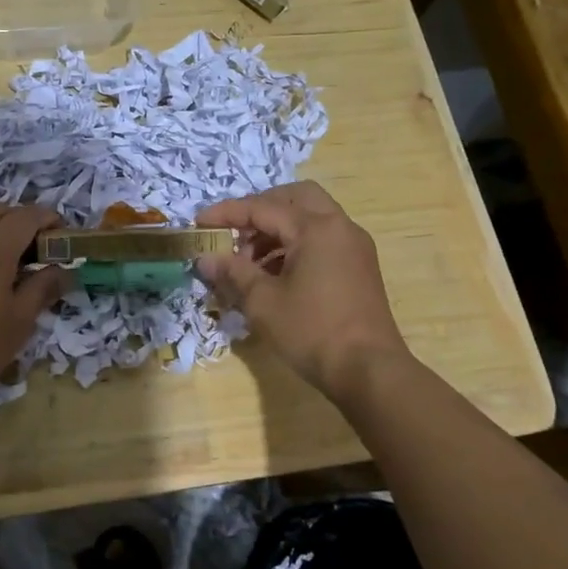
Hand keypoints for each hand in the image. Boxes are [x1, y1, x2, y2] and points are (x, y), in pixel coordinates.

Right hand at [196, 181, 407, 403]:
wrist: (369, 370)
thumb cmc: (312, 331)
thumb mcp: (263, 302)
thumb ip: (233, 272)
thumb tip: (205, 258)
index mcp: (315, 228)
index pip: (262, 208)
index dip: (227, 213)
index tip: (199, 222)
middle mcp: (339, 227)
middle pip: (294, 198)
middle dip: (260, 209)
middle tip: (234, 232)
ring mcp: (354, 246)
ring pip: (310, 217)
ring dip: (277, 229)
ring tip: (249, 261)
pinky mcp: (359, 266)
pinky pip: (322, 238)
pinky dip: (296, 244)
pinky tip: (275, 274)